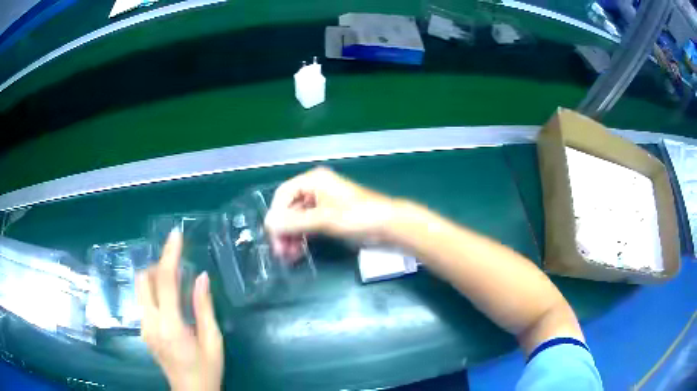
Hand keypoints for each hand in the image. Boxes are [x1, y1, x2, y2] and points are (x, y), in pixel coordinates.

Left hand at [136, 229, 223, 390]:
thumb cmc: (207, 368)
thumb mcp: (213, 340)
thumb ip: (204, 307)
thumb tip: (201, 276)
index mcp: (171, 326)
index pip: (164, 281)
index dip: (169, 255)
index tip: (176, 235)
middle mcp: (150, 323)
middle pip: (143, 280)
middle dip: (158, 266)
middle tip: (178, 268)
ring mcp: (143, 327)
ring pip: (141, 288)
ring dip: (155, 278)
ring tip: (176, 283)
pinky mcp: (143, 330)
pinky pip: (144, 300)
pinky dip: (154, 291)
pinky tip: (170, 301)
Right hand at [265, 167, 395, 245]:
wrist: (389, 226)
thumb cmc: (357, 217)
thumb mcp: (324, 219)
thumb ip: (294, 222)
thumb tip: (268, 224)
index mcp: (313, 181)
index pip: (283, 195)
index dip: (276, 215)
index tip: (273, 236)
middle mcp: (315, 189)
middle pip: (289, 209)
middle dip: (283, 230)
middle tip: (280, 252)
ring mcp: (322, 204)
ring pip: (297, 220)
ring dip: (291, 237)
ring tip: (289, 256)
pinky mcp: (329, 218)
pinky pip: (308, 226)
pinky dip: (301, 238)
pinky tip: (298, 252)